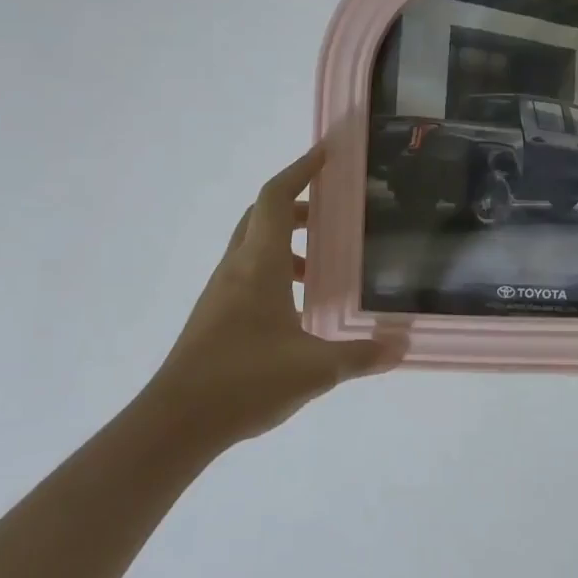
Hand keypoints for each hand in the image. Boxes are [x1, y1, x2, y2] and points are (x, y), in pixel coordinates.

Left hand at [147, 147, 406, 451]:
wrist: (175, 423)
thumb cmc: (245, 381)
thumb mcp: (315, 369)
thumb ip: (361, 355)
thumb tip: (401, 346)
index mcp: (258, 264)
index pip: (276, 198)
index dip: (300, 170)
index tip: (326, 154)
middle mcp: (236, 268)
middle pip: (262, 216)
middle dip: (297, 205)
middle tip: (332, 212)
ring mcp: (221, 293)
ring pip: (253, 246)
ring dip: (285, 242)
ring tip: (321, 266)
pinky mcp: (215, 317)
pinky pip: (247, 274)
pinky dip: (274, 271)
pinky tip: (297, 307)